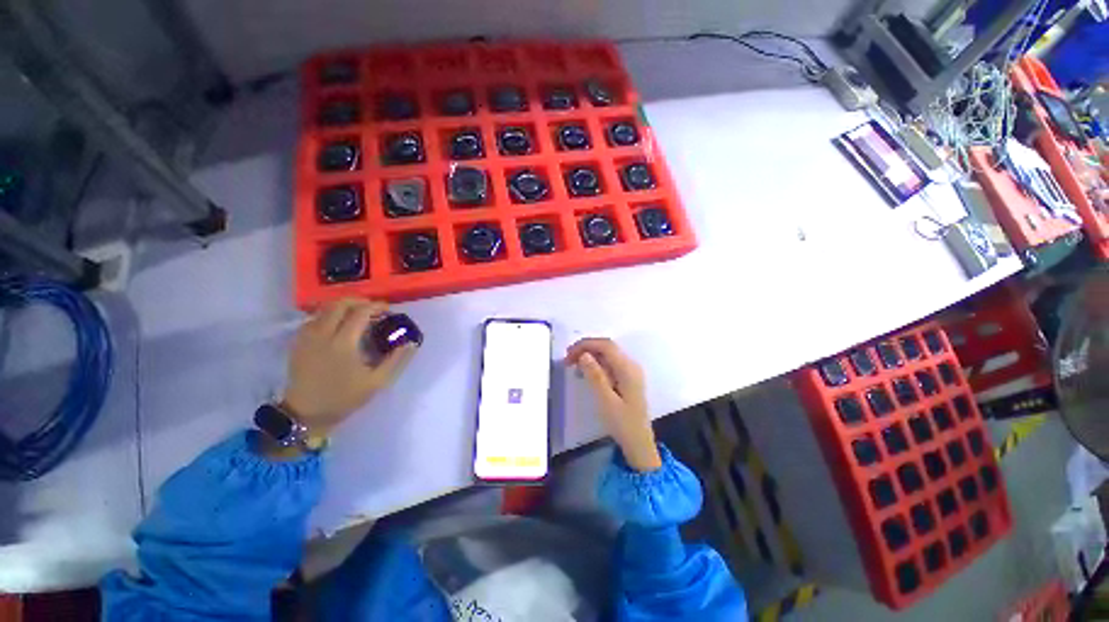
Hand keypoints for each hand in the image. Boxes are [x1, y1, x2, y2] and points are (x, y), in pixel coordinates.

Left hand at [281, 298, 415, 436]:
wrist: (305, 414)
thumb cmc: (343, 397)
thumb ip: (396, 359)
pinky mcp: (298, 342)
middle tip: (373, 310)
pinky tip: (337, 326)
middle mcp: (322, 334)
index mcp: (343, 343)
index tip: (388, 311)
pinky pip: (313, 319)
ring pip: (324, 309)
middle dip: (359, 302)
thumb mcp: (377, 381)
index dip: (377, 306)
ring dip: (343, 307)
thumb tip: (411, 342)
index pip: (360, 312)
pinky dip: (328, 316)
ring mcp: (307, 337)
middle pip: (340, 304)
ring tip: (357, 317)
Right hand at [566, 338, 661, 471]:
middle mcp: (631, 365)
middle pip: (607, 347)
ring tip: (573, 366)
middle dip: (586, 348)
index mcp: (627, 368)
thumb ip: (596, 376)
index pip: (606, 345)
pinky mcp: (628, 377)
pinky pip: (610, 363)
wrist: (639, 443)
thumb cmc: (622, 423)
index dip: (586, 344)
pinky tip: (586, 373)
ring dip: (590, 355)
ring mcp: (631, 370)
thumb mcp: (606, 401)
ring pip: (608, 354)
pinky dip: (596, 364)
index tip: (568, 354)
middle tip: (568, 359)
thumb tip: (584, 354)